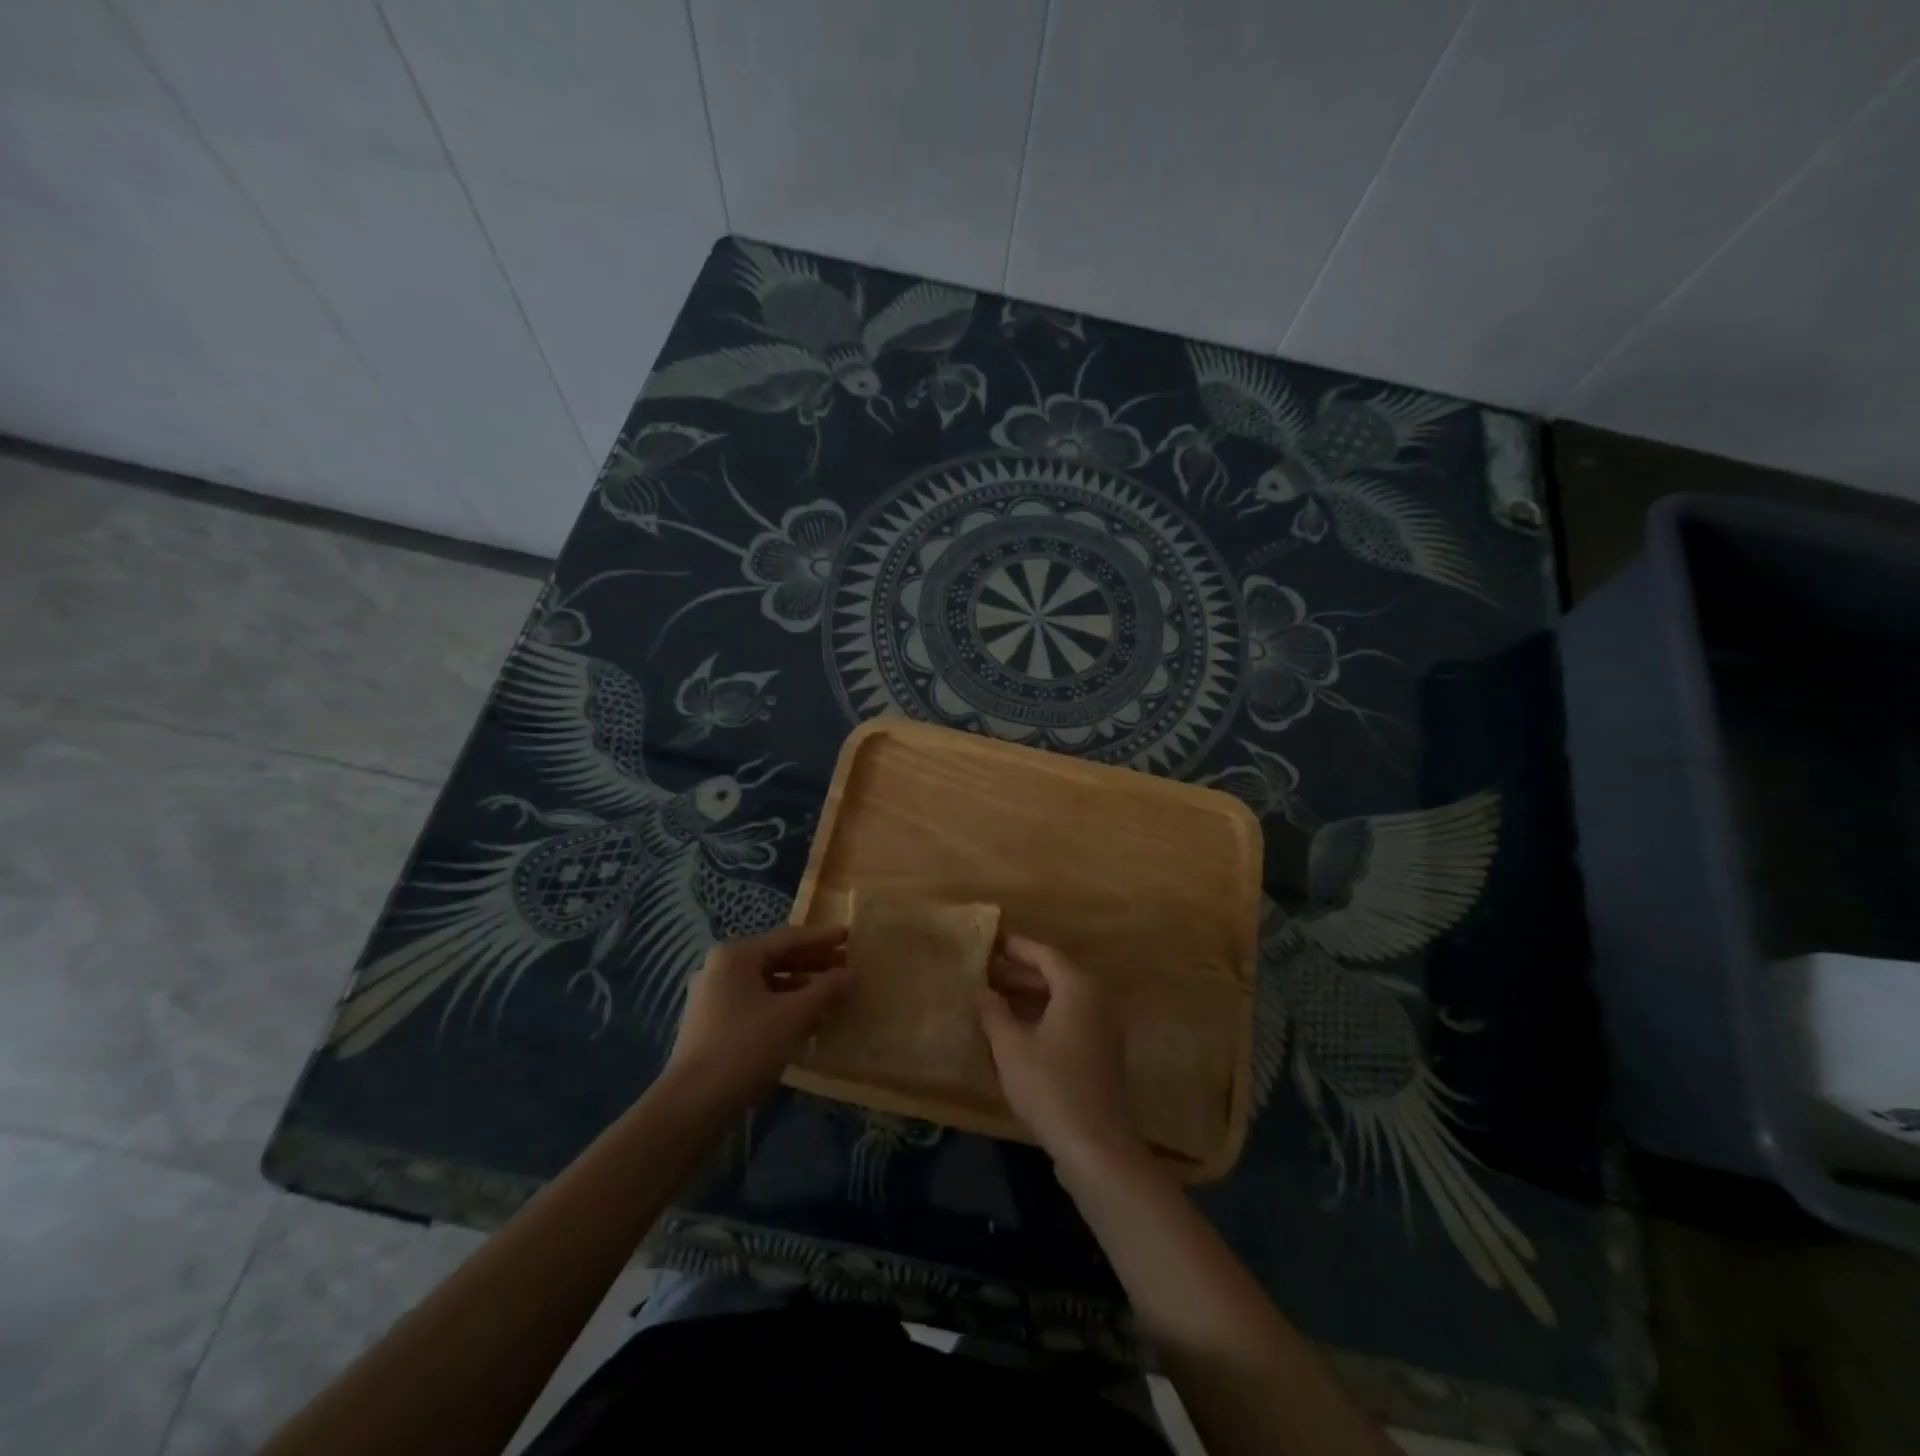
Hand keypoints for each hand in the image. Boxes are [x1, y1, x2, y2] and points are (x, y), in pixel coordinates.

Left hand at [665, 924, 851, 1109]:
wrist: (693, 1104)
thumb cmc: (745, 1047)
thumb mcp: (793, 1015)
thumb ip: (826, 989)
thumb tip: (851, 973)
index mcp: (736, 955)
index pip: (788, 938)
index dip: (822, 938)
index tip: (850, 936)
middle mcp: (721, 968)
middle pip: (776, 957)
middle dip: (813, 962)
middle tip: (846, 965)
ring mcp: (713, 996)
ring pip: (766, 982)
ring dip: (800, 986)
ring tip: (832, 993)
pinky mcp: (713, 1023)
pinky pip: (756, 1002)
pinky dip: (783, 1004)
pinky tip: (806, 1019)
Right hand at [976, 935, 1148, 1176]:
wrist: (1096, 1145)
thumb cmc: (1050, 1086)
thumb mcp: (1010, 1047)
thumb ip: (993, 1012)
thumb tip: (982, 990)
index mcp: (1078, 987)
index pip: (1044, 954)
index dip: (1016, 948)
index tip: (991, 944)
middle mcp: (1096, 999)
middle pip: (1055, 975)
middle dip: (1020, 974)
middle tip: (986, 973)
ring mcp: (1103, 1027)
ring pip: (1062, 999)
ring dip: (1030, 997)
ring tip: (995, 1000)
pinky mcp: (1102, 1052)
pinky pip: (1070, 1019)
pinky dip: (1044, 1016)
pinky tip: (1018, 1030)